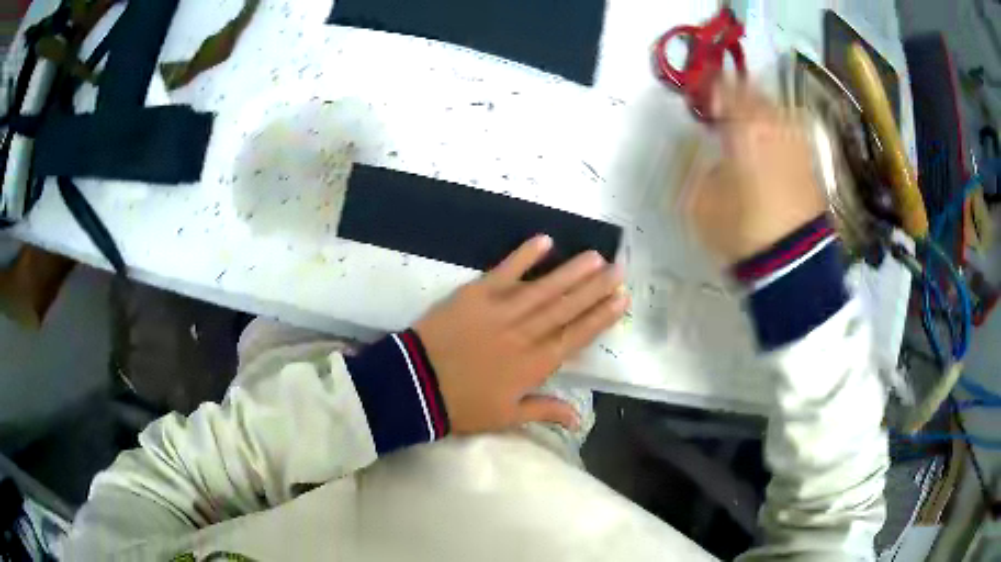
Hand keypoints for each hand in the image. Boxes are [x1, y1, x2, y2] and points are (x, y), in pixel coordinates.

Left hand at [414, 236, 627, 434]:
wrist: (415, 384)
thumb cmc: (462, 405)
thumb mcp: (506, 417)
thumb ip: (545, 411)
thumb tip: (580, 418)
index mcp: (535, 365)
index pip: (577, 336)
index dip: (601, 317)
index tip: (622, 299)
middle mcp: (525, 333)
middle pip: (567, 307)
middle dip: (596, 287)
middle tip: (619, 269)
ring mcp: (501, 310)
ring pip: (544, 288)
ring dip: (571, 271)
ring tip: (595, 256)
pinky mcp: (476, 294)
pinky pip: (505, 271)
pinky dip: (524, 255)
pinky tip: (545, 240)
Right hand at [689, 82, 826, 263]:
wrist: (794, 264)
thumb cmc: (743, 230)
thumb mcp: (700, 203)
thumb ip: (691, 166)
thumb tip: (690, 145)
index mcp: (744, 128)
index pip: (725, 88)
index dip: (710, 85)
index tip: (699, 93)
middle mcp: (773, 125)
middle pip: (753, 92)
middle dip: (736, 93)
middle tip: (722, 103)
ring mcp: (796, 142)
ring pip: (774, 109)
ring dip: (758, 108)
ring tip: (747, 121)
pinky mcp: (809, 162)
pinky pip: (789, 130)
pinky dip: (776, 128)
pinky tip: (770, 141)